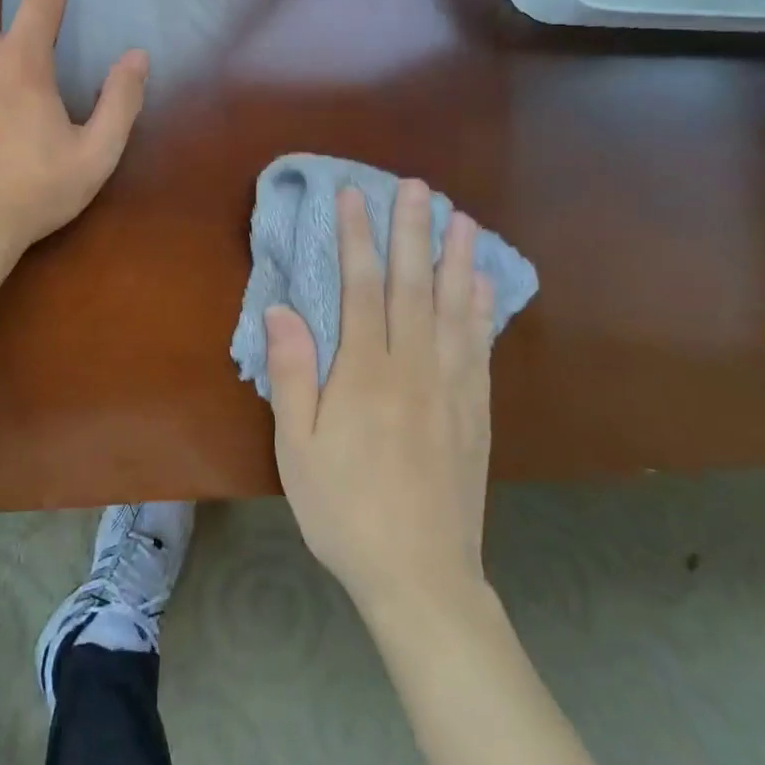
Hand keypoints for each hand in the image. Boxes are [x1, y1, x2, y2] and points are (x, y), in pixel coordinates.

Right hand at [266, 182, 496, 620]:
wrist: (422, 577)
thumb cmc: (345, 509)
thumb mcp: (298, 449)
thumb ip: (293, 375)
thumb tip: (281, 309)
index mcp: (366, 374)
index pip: (361, 288)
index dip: (357, 237)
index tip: (354, 196)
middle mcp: (413, 368)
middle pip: (412, 286)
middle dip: (411, 231)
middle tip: (417, 186)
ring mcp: (451, 387)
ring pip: (454, 309)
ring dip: (456, 258)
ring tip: (461, 218)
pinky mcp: (475, 410)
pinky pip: (479, 346)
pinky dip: (482, 308)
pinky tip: (483, 283)